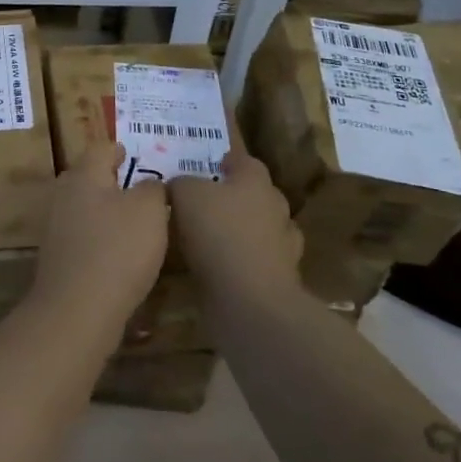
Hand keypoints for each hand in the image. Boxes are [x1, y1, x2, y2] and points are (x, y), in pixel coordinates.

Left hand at [29, 142, 169, 329]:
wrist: (77, 311)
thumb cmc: (117, 250)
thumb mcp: (149, 211)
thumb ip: (153, 189)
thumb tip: (150, 183)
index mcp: (84, 175)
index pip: (100, 148)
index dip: (118, 149)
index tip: (133, 154)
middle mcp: (65, 195)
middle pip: (88, 177)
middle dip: (111, 180)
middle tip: (139, 188)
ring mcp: (57, 227)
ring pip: (85, 208)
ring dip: (107, 211)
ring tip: (135, 222)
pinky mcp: (59, 257)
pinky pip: (83, 236)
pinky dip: (101, 238)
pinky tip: (120, 253)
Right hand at [168, 145, 301, 308]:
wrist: (249, 300)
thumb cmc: (217, 233)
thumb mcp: (184, 195)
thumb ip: (180, 183)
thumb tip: (178, 186)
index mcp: (256, 181)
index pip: (244, 161)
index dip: (226, 162)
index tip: (208, 167)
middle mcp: (275, 208)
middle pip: (256, 195)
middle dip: (234, 197)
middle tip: (204, 203)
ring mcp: (282, 246)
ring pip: (259, 229)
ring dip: (240, 232)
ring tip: (210, 239)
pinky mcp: (278, 279)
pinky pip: (256, 261)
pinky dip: (241, 262)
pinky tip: (219, 268)